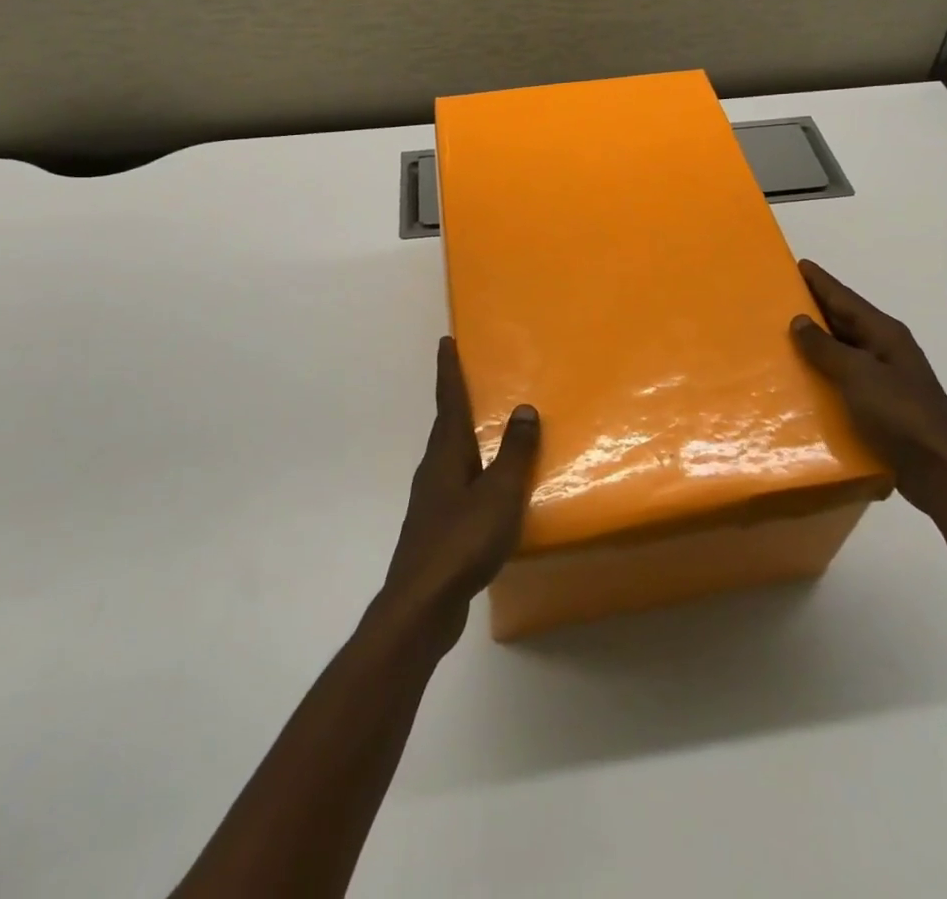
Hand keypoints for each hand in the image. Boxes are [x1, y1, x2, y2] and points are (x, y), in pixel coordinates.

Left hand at [381, 338, 540, 642]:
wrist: (422, 605)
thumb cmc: (462, 541)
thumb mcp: (499, 493)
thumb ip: (514, 452)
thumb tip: (525, 409)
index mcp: (447, 454)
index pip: (449, 401)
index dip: (449, 370)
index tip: (446, 341)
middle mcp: (435, 470)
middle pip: (446, 425)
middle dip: (457, 399)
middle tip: (473, 377)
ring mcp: (433, 500)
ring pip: (452, 456)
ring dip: (466, 436)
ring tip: (489, 428)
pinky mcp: (438, 528)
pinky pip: (459, 485)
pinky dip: (475, 472)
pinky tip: (490, 488)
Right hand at [790, 260, 946, 504]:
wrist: (940, 470)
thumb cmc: (900, 414)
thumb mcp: (858, 375)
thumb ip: (826, 347)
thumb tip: (799, 320)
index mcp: (885, 334)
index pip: (845, 298)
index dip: (821, 282)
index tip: (798, 264)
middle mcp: (886, 350)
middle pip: (845, 321)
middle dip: (815, 308)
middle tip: (781, 297)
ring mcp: (885, 379)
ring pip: (844, 351)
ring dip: (817, 343)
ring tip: (782, 336)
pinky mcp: (880, 406)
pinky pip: (845, 379)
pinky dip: (824, 374)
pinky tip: (802, 380)